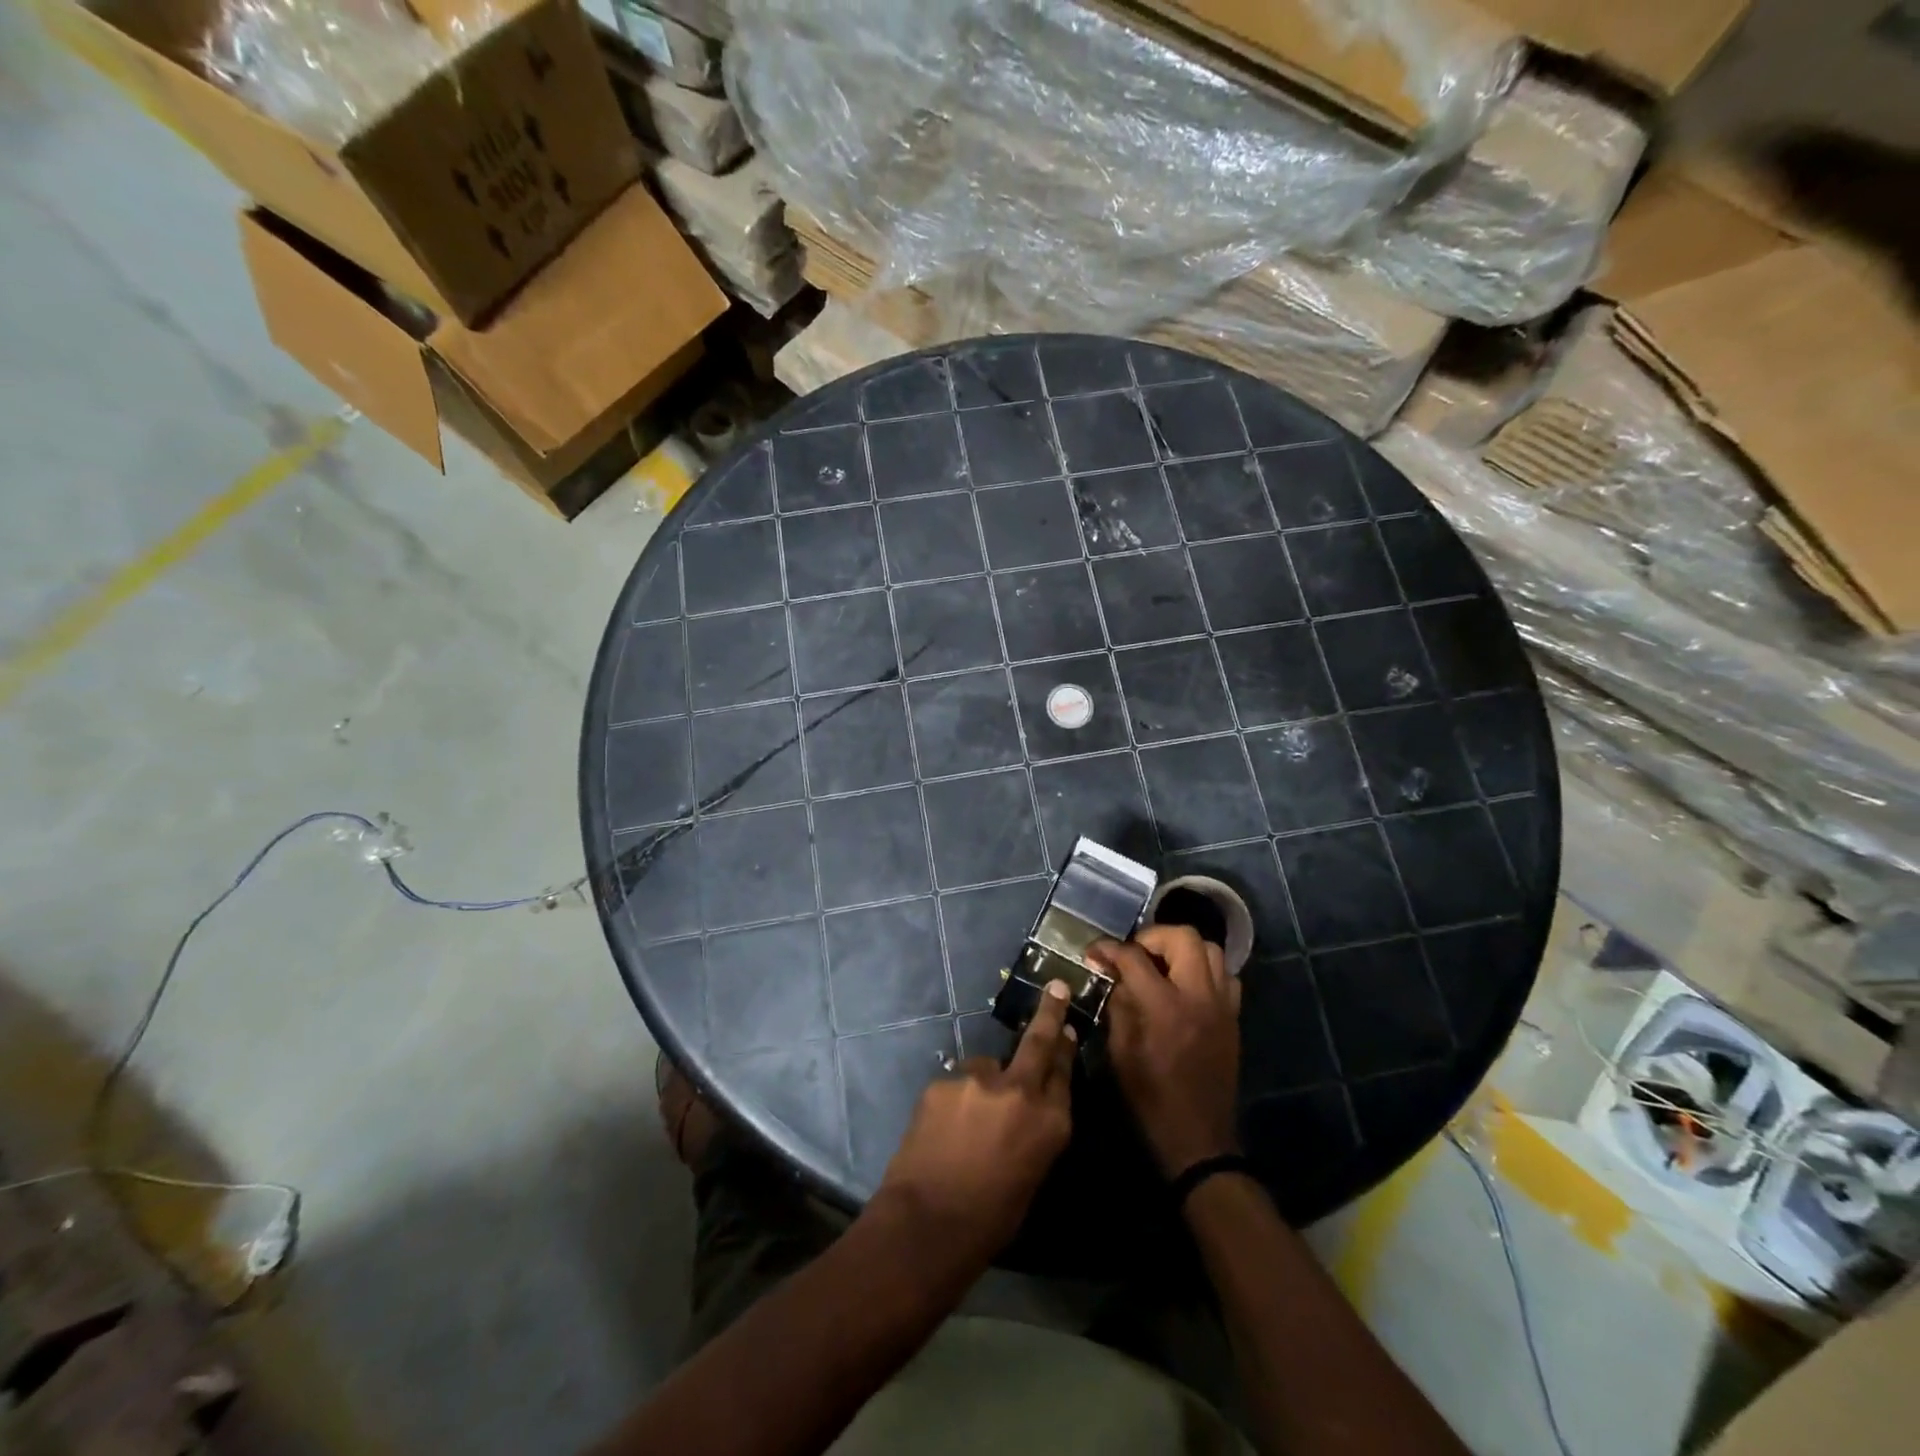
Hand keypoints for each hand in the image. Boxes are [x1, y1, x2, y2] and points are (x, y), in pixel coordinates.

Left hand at [874, 979, 1075, 1266]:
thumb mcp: (1032, 1174)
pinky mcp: (944, 1081)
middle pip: (1039, 1042)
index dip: (1064, 1047)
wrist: (928, 1223)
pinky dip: (955, 1100)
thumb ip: (1035, 1130)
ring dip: (983, 1085)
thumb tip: (1029, 1105)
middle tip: (1056, 988)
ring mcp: (979, 1081)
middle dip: (1049, 1012)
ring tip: (965, 1123)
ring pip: (986, 1068)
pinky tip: (944, 1129)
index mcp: (1052, 1123)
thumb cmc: (990, 1217)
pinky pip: (956, 1085)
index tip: (1065, 1027)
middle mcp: (1020, 1091)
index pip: (1064, 1072)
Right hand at [1091, 925, 1242, 1176]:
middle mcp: (1199, 997)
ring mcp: (1222, 1005)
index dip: (1109, 949)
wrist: (1199, 1140)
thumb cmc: (1151, 1100)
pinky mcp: (1233, 1018)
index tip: (1094, 952)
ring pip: (1210, 949)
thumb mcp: (1120, 1054)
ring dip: (1181, 948)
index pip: (1135, 957)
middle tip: (1133, 954)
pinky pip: (1225, 975)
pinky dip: (1204, 970)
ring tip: (1160, 964)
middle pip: (1183, 937)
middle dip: (1152, 937)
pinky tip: (1186, 986)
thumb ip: (1119, 1007)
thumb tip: (1115, 977)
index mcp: (1164, 1007)